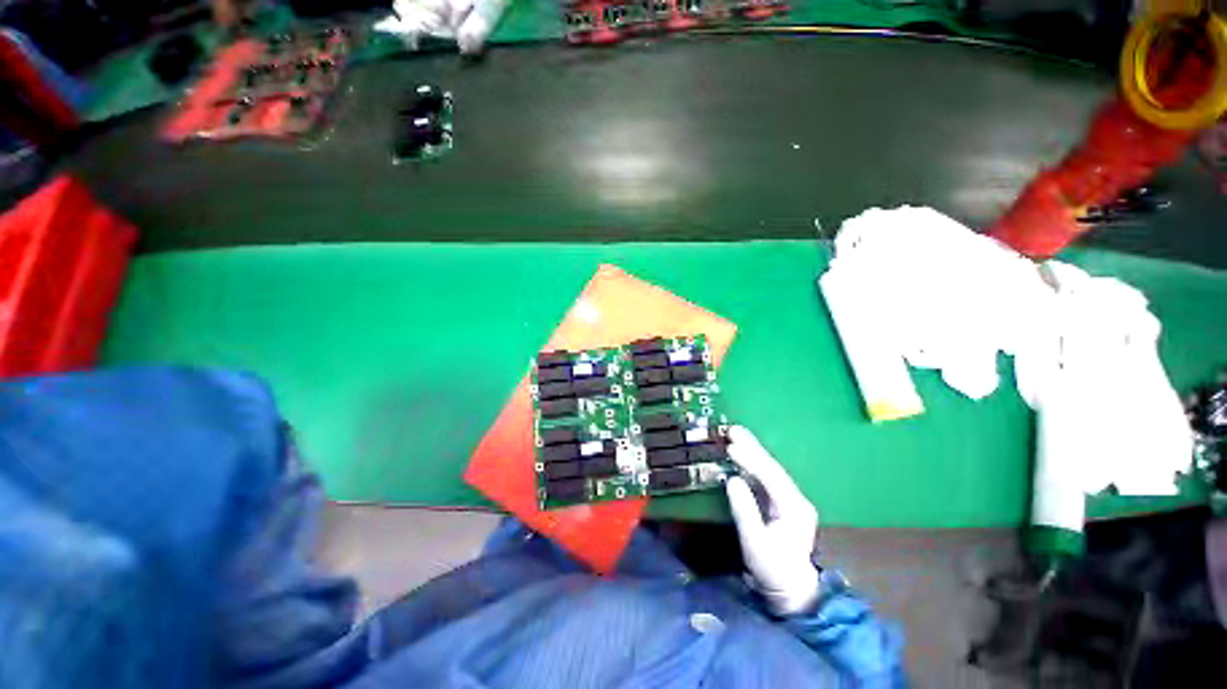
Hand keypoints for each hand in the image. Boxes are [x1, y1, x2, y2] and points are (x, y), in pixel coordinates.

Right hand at [724, 426, 821, 615]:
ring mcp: (789, 500)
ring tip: (734, 435)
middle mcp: (795, 498)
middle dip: (752, 447)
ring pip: (769, 469)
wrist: (791, 591)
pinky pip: (765, 477)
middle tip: (732, 429)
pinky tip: (741, 455)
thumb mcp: (755, 543)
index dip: (751, 459)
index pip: (771, 476)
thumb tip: (732, 480)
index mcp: (794, 507)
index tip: (731, 445)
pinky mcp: (781, 503)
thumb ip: (744, 510)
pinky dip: (751, 464)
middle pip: (772, 467)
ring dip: (752, 451)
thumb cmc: (773, 570)